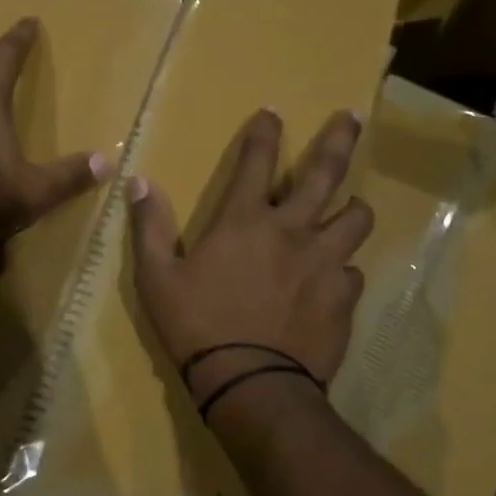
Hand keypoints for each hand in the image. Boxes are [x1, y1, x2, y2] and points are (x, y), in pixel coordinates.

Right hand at [129, 109, 371, 418]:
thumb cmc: (197, 327)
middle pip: (326, 172)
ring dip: (352, 209)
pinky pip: (353, 272)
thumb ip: (150, 227)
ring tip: (349, 210)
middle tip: (353, 117)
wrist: (251, 384)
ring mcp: (325, 262)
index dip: (265, 132)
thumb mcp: (157, 278)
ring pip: (356, 219)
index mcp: (245, 221)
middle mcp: (293, 230)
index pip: (257, 161)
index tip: (274, 112)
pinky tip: (332, 282)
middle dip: (339, 138)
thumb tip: (138, 182)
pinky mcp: (344, 297)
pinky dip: (342, 270)